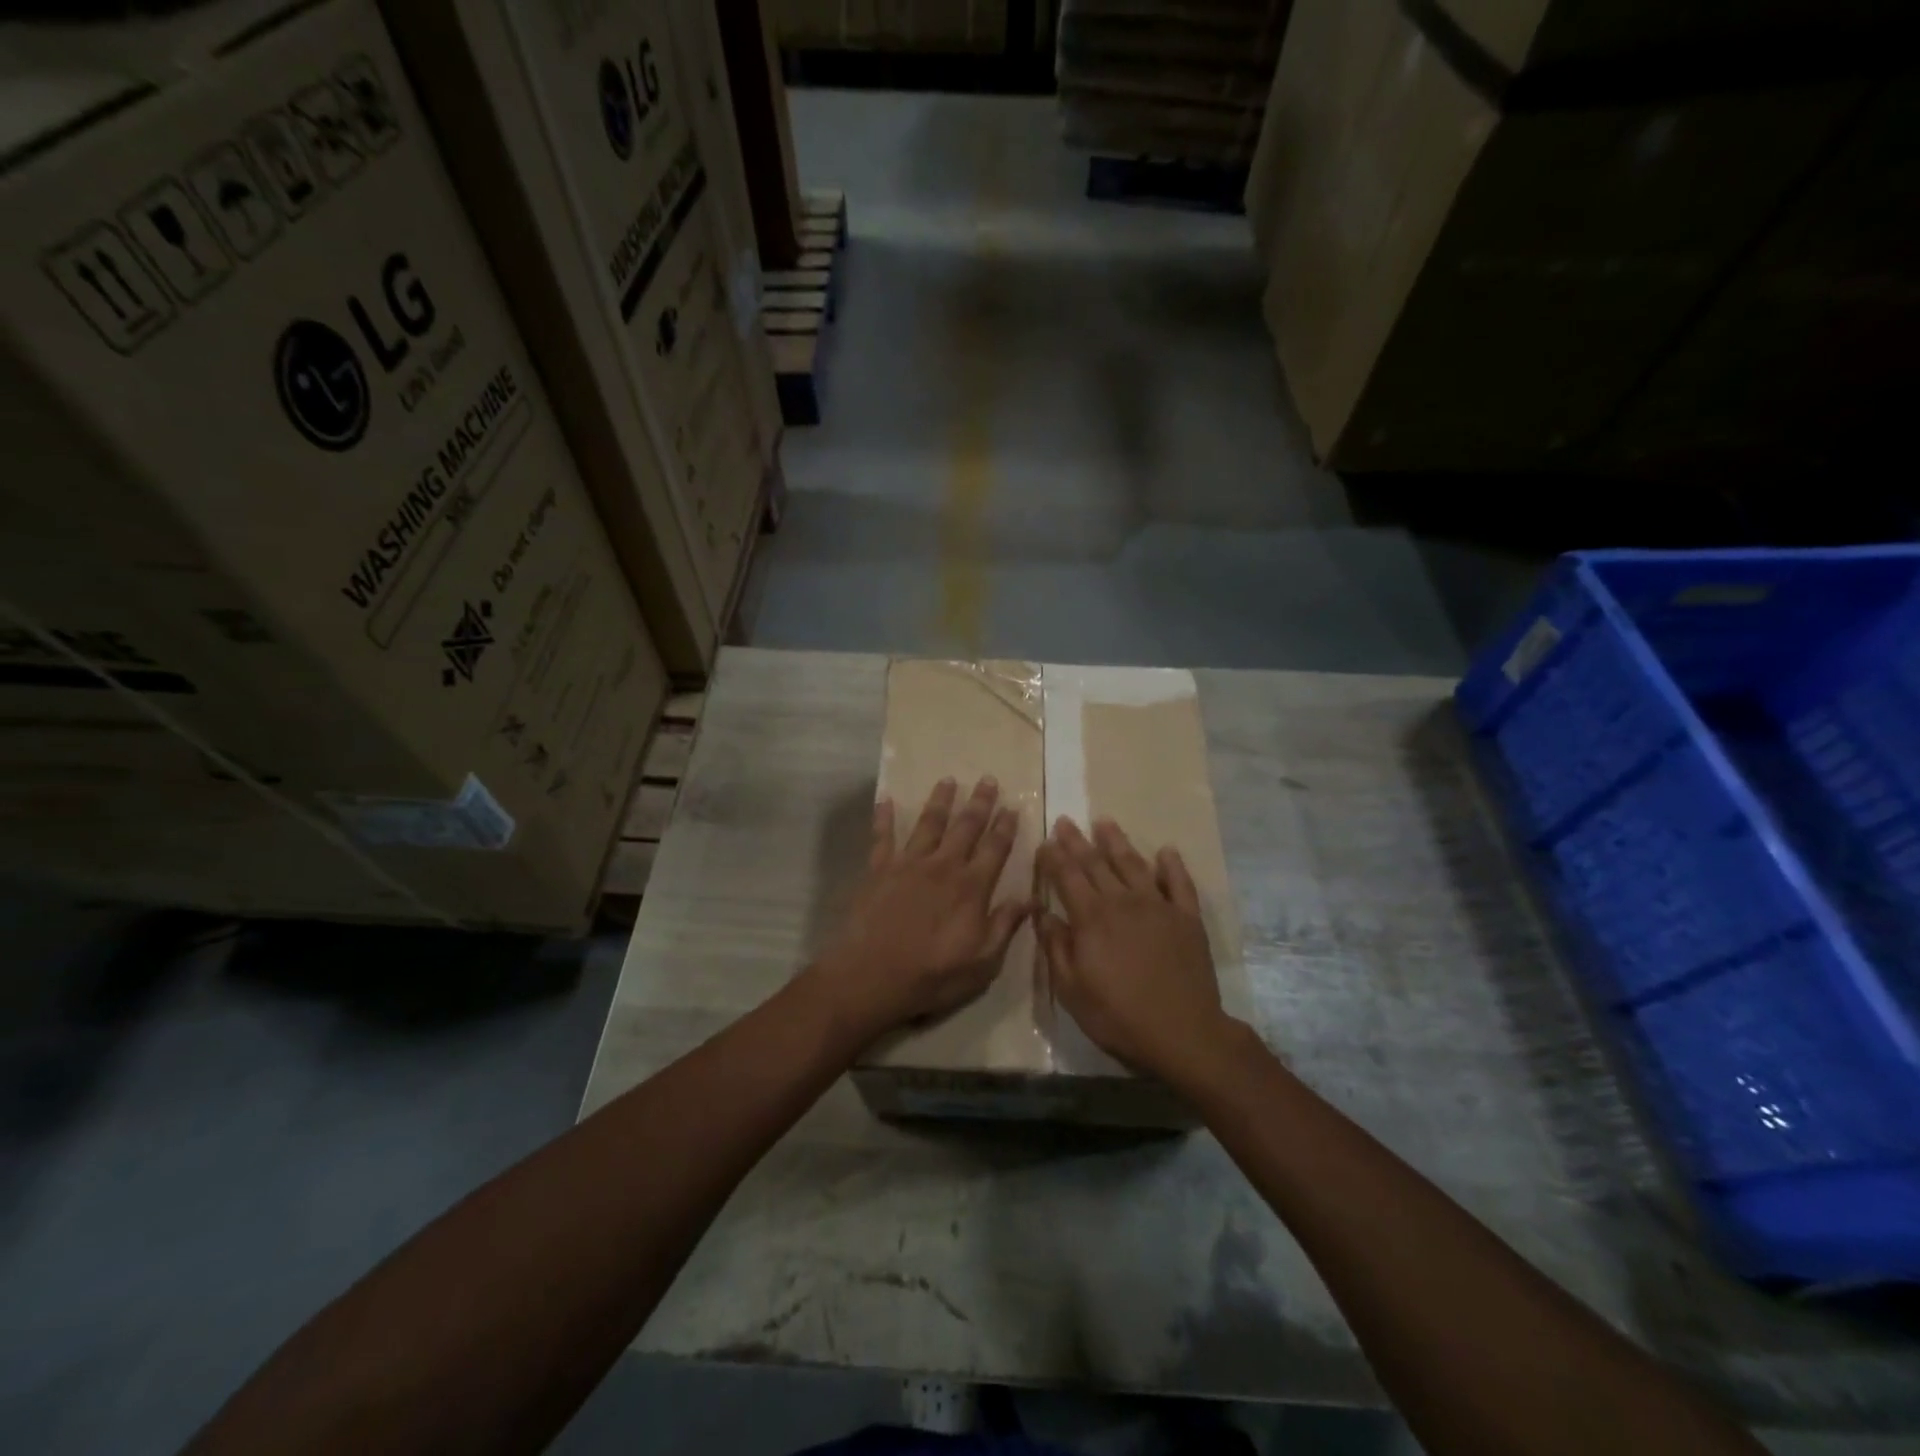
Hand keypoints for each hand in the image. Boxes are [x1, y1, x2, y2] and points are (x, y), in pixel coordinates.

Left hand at [809, 776, 1033, 1046]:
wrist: (871, 976)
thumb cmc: (932, 975)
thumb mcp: (982, 962)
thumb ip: (1005, 926)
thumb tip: (1030, 898)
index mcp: (971, 887)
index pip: (995, 849)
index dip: (1006, 827)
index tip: (1013, 806)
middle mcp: (943, 866)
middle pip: (965, 827)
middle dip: (979, 803)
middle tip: (988, 779)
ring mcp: (908, 864)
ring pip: (928, 823)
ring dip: (940, 800)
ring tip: (948, 780)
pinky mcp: (878, 869)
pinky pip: (882, 837)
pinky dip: (884, 817)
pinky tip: (886, 800)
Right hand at [1036, 817, 1228, 1083]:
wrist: (1183, 1033)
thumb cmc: (1118, 1016)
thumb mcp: (1071, 989)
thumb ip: (1055, 946)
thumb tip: (1041, 912)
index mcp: (1091, 918)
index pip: (1067, 876)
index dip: (1053, 857)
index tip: (1044, 841)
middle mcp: (1123, 901)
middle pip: (1096, 863)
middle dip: (1077, 841)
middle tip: (1066, 820)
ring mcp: (1158, 906)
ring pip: (1134, 864)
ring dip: (1117, 842)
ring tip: (1105, 822)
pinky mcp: (1187, 917)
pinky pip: (1179, 883)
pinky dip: (1172, 865)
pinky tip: (1166, 851)